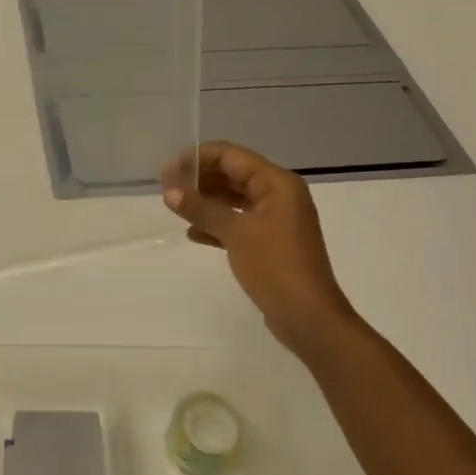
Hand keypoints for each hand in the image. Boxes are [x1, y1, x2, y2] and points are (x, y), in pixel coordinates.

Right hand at [163, 142, 363, 358]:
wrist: (308, 318)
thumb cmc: (275, 266)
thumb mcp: (236, 233)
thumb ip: (201, 209)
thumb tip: (169, 192)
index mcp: (277, 183)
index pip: (232, 156)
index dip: (198, 158)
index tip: (168, 170)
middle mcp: (279, 195)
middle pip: (233, 174)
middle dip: (200, 179)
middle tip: (166, 188)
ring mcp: (276, 219)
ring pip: (234, 199)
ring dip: (206, 201)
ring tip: (175, 207)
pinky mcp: (270, 242)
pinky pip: (239, 222)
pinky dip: (217, 224)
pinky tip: (193, 233)